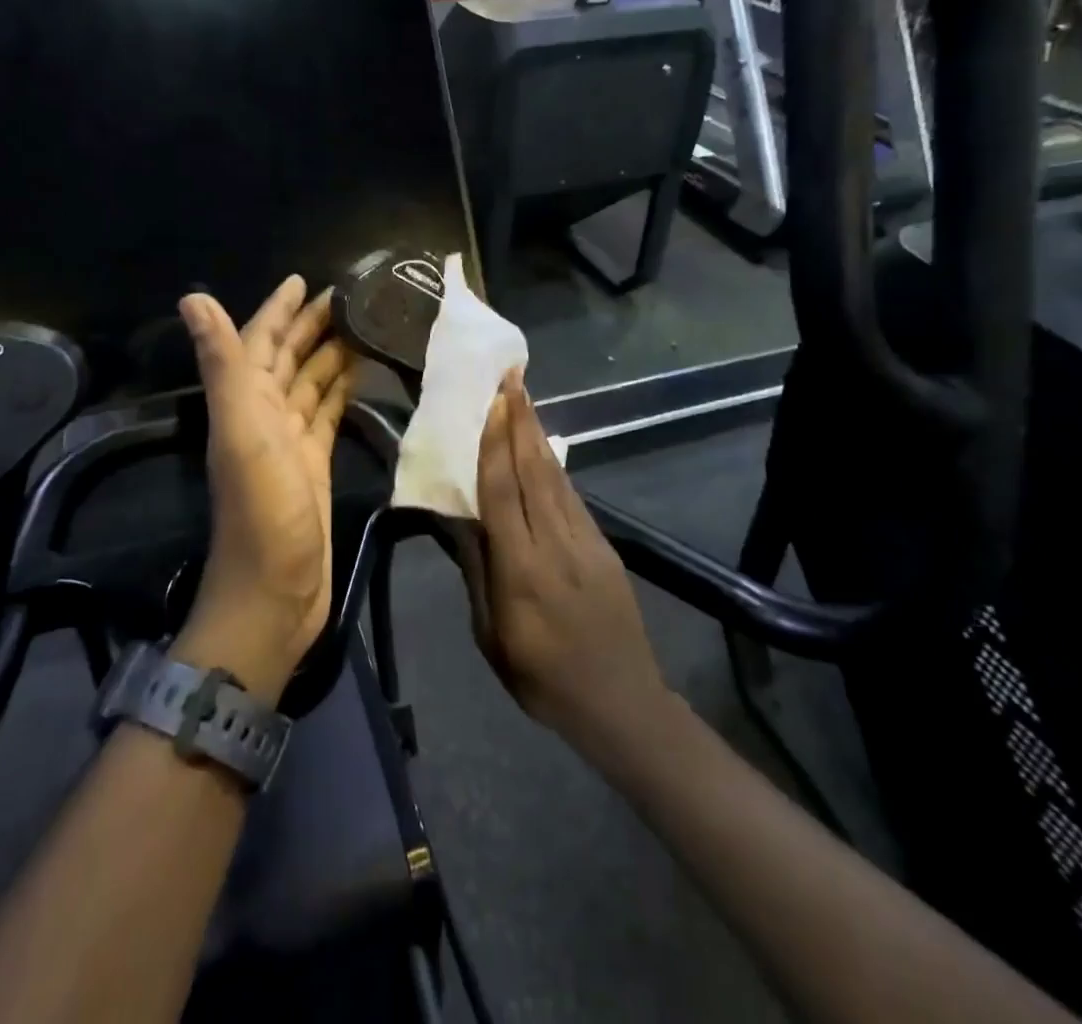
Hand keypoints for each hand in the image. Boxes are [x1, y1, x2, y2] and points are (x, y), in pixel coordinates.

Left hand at [173, 277, 354, 702]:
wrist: (275, 594)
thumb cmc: (262, 511)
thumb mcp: (241, 431)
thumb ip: (222, 364)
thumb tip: (192, 297)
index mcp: (244, 402)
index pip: (260, 342)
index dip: (278, 310)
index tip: (304, 280)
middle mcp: (262, 416)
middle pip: (288, 359)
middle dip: (311, 326)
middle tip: (350, 297)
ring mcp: (289, 443)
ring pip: (310, 384)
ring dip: (330, 355)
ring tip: (364, 327)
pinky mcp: (314, 465)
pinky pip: (327, 415)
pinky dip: (340, 393)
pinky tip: (360, 377)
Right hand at [459, 372, 671, 755]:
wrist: (623, 704)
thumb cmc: (543, 679)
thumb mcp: (492, 637)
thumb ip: (476, 572)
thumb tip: (459, 519)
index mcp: (522, 570)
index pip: (504, 492)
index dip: (496, 442)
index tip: (492, 401)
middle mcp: (556, 544)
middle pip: (535, 470)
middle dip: (521, 420)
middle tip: (511, 377)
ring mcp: (587, 542)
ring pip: (556, 476)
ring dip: (538, 433)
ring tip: (524, 398)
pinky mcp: (604, 546)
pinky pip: (572, 496)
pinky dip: (554, 464)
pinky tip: (543, 447)